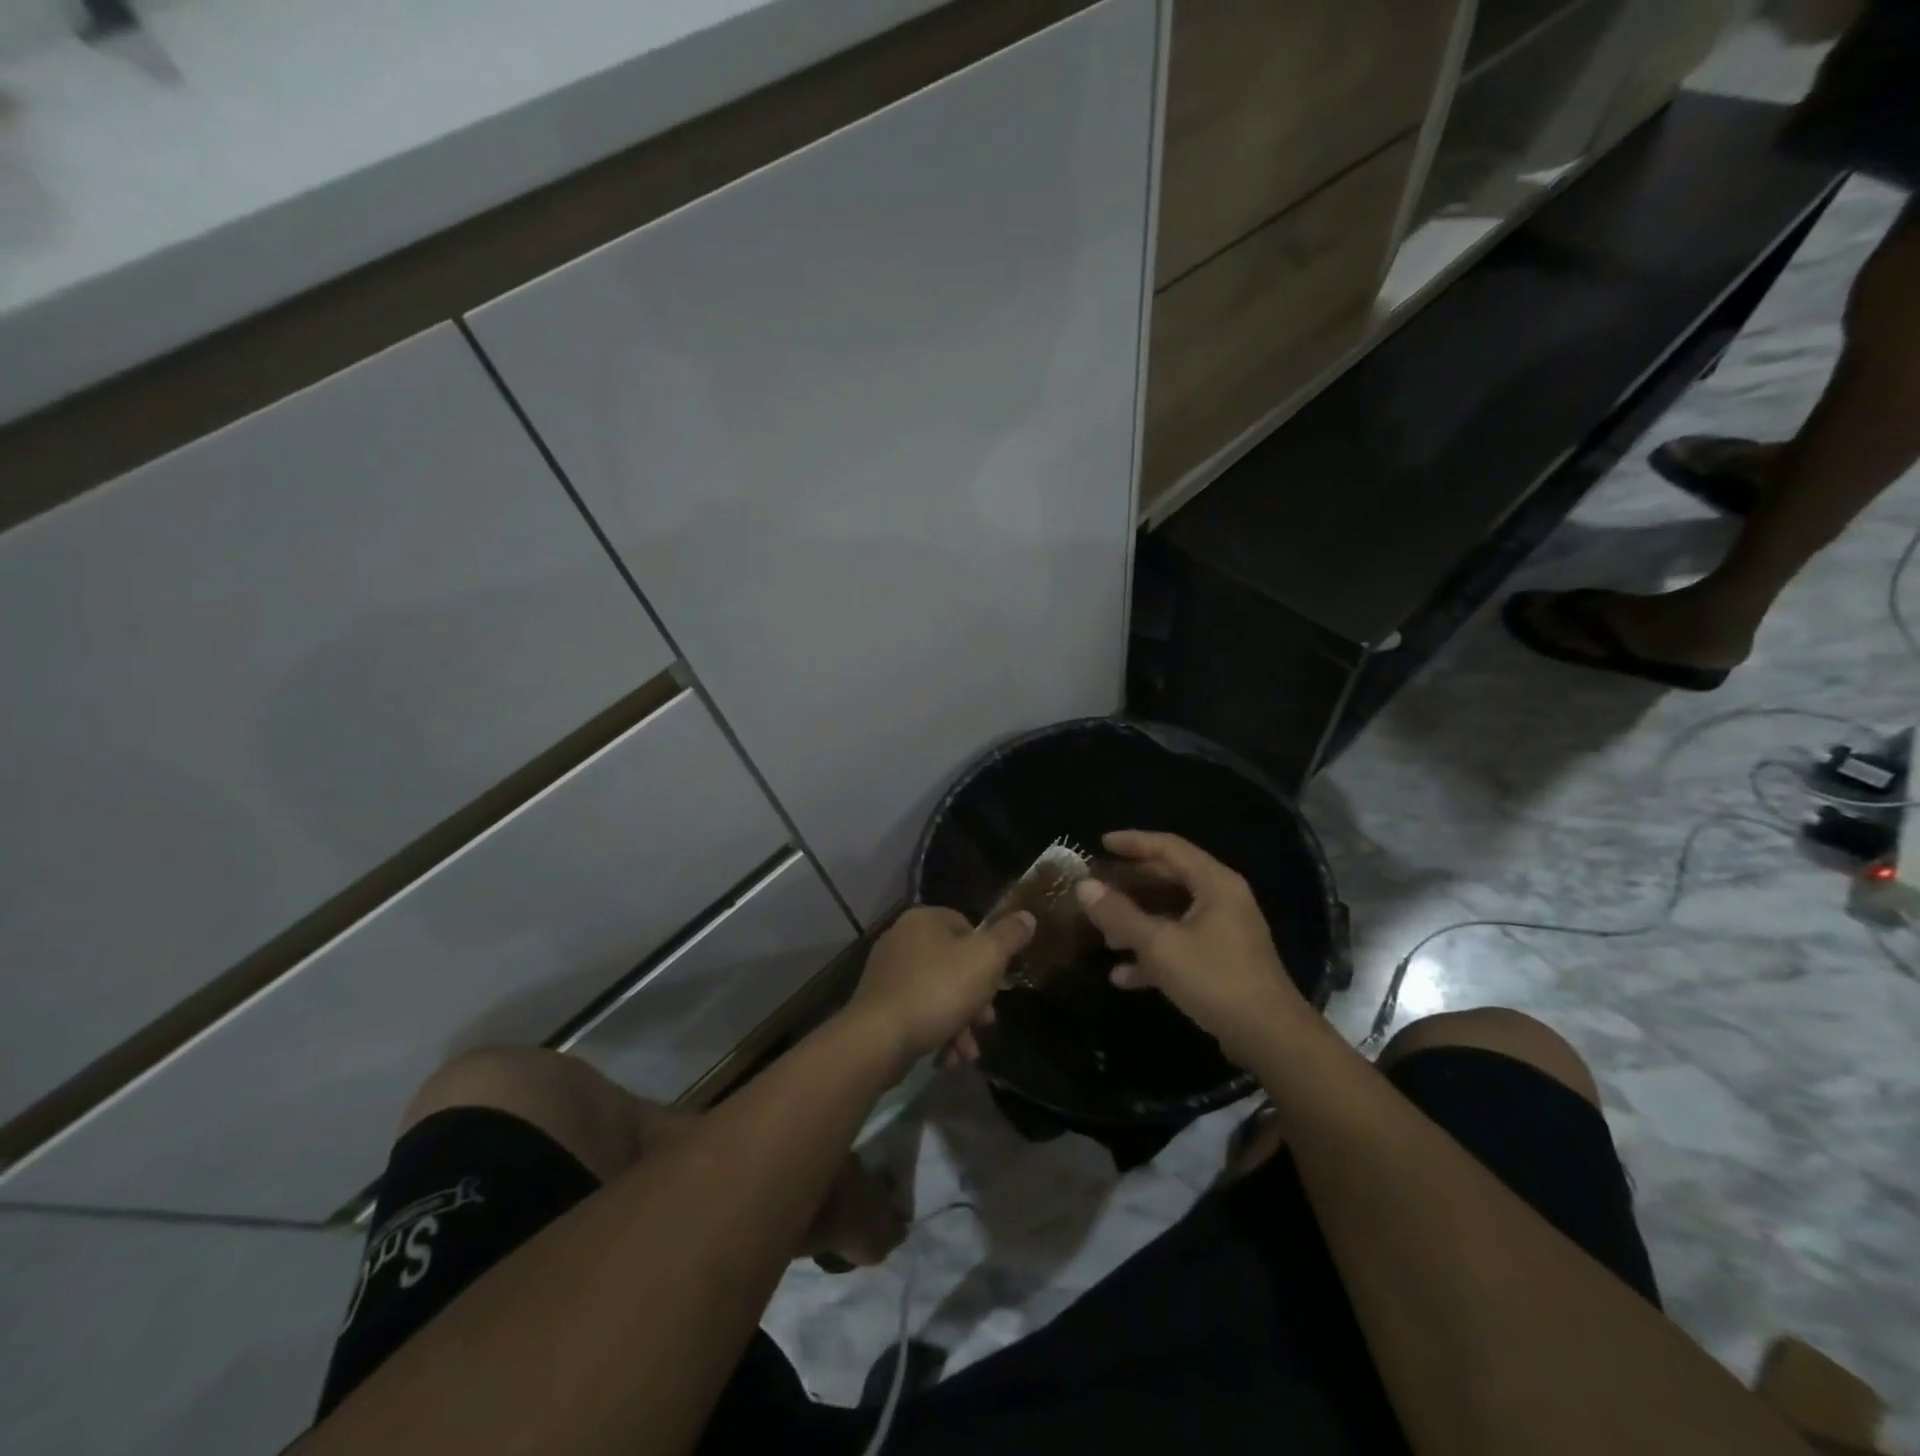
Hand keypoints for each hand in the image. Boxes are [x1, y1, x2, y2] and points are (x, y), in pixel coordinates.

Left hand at [845, 906, 1034, 1069]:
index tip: (997, 983)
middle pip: (954, 964)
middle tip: (985, 1022)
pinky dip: (936, 1031)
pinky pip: (918, 1012)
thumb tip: (1027, 917)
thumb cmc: (937, 991)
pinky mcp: (879, 1005)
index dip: (988, 956)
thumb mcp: (985, 960)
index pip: (967, 926)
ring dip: (959, 1022)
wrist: (878, 1039)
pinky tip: (948, 1057)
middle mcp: (901, 938)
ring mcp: (887, 972)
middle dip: (975, 998)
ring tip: (968, 1051)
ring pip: (938, 993)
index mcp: (924, 919)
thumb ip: (1009, 937)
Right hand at [1074, 830, 1308, 1066]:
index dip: (1133, 842)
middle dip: (1131, 885)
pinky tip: (1122, 976)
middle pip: (1170, 879)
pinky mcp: (1222, 962)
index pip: (1169, 847)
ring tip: (1103, 935)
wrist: (1270, 1038)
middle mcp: (1222, 900)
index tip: (1100, 844)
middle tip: (1097, 887)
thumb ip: (1120, 914)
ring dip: (1138, 923)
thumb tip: (1084, 886)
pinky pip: (1181, 945)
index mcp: (1215, 883)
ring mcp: (1224, 932)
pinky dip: (1153, 954)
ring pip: (1172, 915)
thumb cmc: (1215, 979)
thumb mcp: (1159, 945)